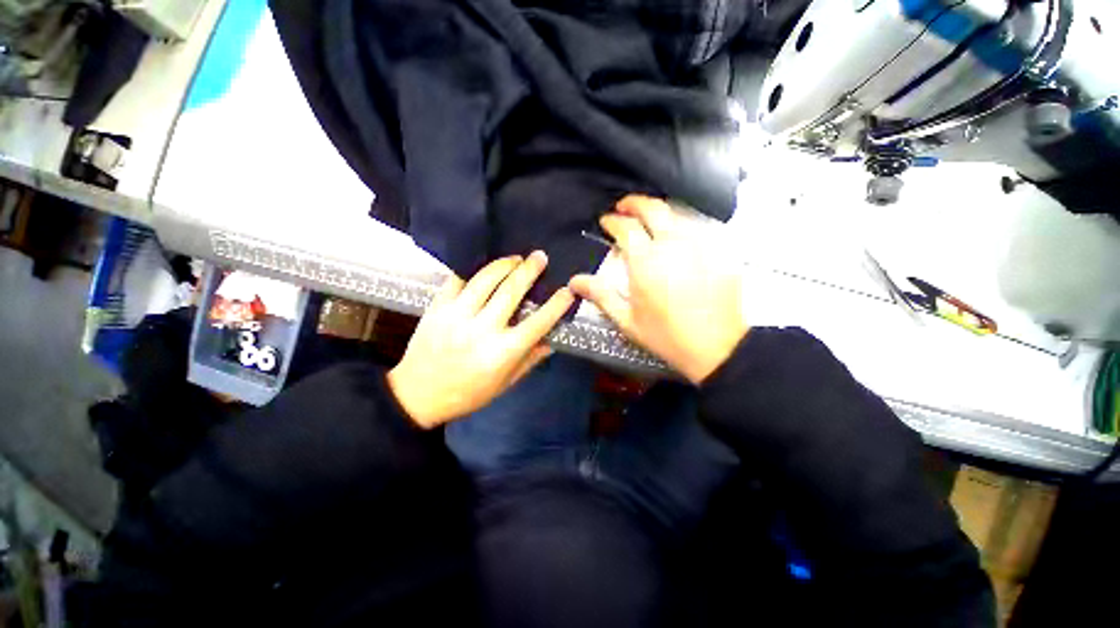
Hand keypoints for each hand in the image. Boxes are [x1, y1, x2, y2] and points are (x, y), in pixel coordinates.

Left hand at [388, 252, 574, 428]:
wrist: (417, 394)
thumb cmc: (467, 394)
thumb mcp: (504, 384)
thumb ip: (529, 360)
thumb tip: (551, 340)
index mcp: (502, 353)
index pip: (537, 324)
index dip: (556, 305)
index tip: (568, 291)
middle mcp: (481, 330)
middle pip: (511, 292)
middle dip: (529, 270)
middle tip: (540, 257)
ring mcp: (456, 316)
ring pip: (484, 280)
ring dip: (503, 264)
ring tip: (515, 258)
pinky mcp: (437, 307)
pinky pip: (457, 280)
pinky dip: (473, 268)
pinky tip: (484, 265)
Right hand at [569, 195, 747, 383]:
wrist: (717, 347)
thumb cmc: (666, 335)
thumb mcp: (627, 320)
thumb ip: (601, 295)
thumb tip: (574, 281)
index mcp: (646, 261)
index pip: (626, 227)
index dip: (613, 221)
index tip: (606, 221)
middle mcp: (672, 245)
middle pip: (653, 209)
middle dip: (635, 203)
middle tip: (623, 207)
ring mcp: (698, 246)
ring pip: (675, 215)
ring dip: (657, 212)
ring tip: (646, 220)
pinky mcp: (716, 252)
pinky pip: (694, 229)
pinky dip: (677, 227)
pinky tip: (673, 240)